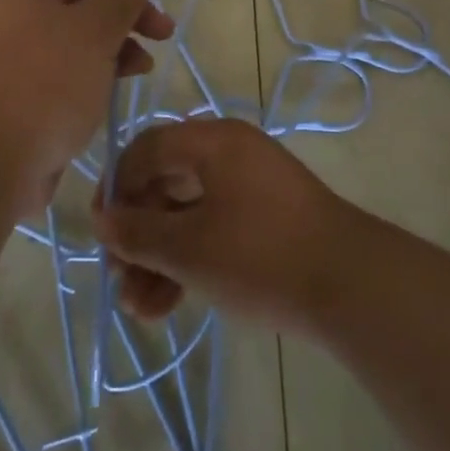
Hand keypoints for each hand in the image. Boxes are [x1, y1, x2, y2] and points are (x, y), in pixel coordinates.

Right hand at [92, 118, 364, 331]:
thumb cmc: (259, 255)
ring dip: (158, 257)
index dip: (116, 188)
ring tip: (138, 310)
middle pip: (164, 183)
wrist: (349, 284)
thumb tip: (102, 219)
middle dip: (137, 235)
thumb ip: (139, 233)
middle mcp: (229, 152)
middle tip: (119, 278)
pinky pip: (213, 228)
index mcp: (212, 141)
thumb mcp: (189, 249)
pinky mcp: (263, 218)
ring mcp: (249, 185)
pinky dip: (188, 260)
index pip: (145, 148)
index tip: (100, 233)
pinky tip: (166, 306)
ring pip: (187, 213)